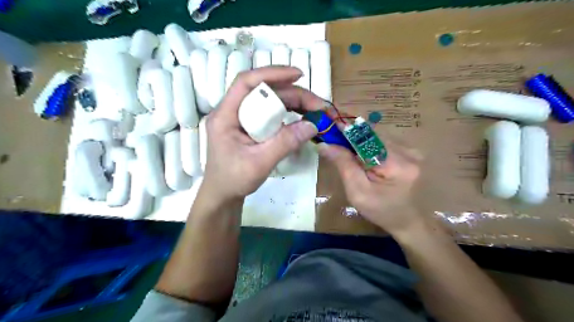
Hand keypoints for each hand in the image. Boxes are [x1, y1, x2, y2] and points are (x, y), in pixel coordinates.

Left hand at [200, 67, 321, 201]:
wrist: (223, 195)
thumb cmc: (234, 180)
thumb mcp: (260, 163)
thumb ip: (285, 143)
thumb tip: (312, 125)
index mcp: (225, 115)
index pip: (246, 83)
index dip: (272, 73)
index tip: (298, 75)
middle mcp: (232, 112)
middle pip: (264, 92)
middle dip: (292, 94)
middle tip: (317, 105)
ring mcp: (241, 119)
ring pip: (269, 102)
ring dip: (292, 103)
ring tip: (314, 111)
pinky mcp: (249, 127)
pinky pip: (269, 114)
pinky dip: (287, 114)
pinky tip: (301, 118)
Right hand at [318, 138, 419, 232]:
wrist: (406, 221)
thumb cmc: (380, 210)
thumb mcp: (357, 191)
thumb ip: (344, 165)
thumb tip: (325, 145)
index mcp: (397, 165)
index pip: (368, 138)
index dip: (347, 129)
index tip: (330, 122)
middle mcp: (409, 152)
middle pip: (373, 135)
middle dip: (352, 135)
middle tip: (333, 138)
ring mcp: (412, 151)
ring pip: (378, 137)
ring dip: (360, 140)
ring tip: (344, 146)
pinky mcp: (410, 153)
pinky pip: (384, 142)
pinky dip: (369, 145)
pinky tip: (361, 153)